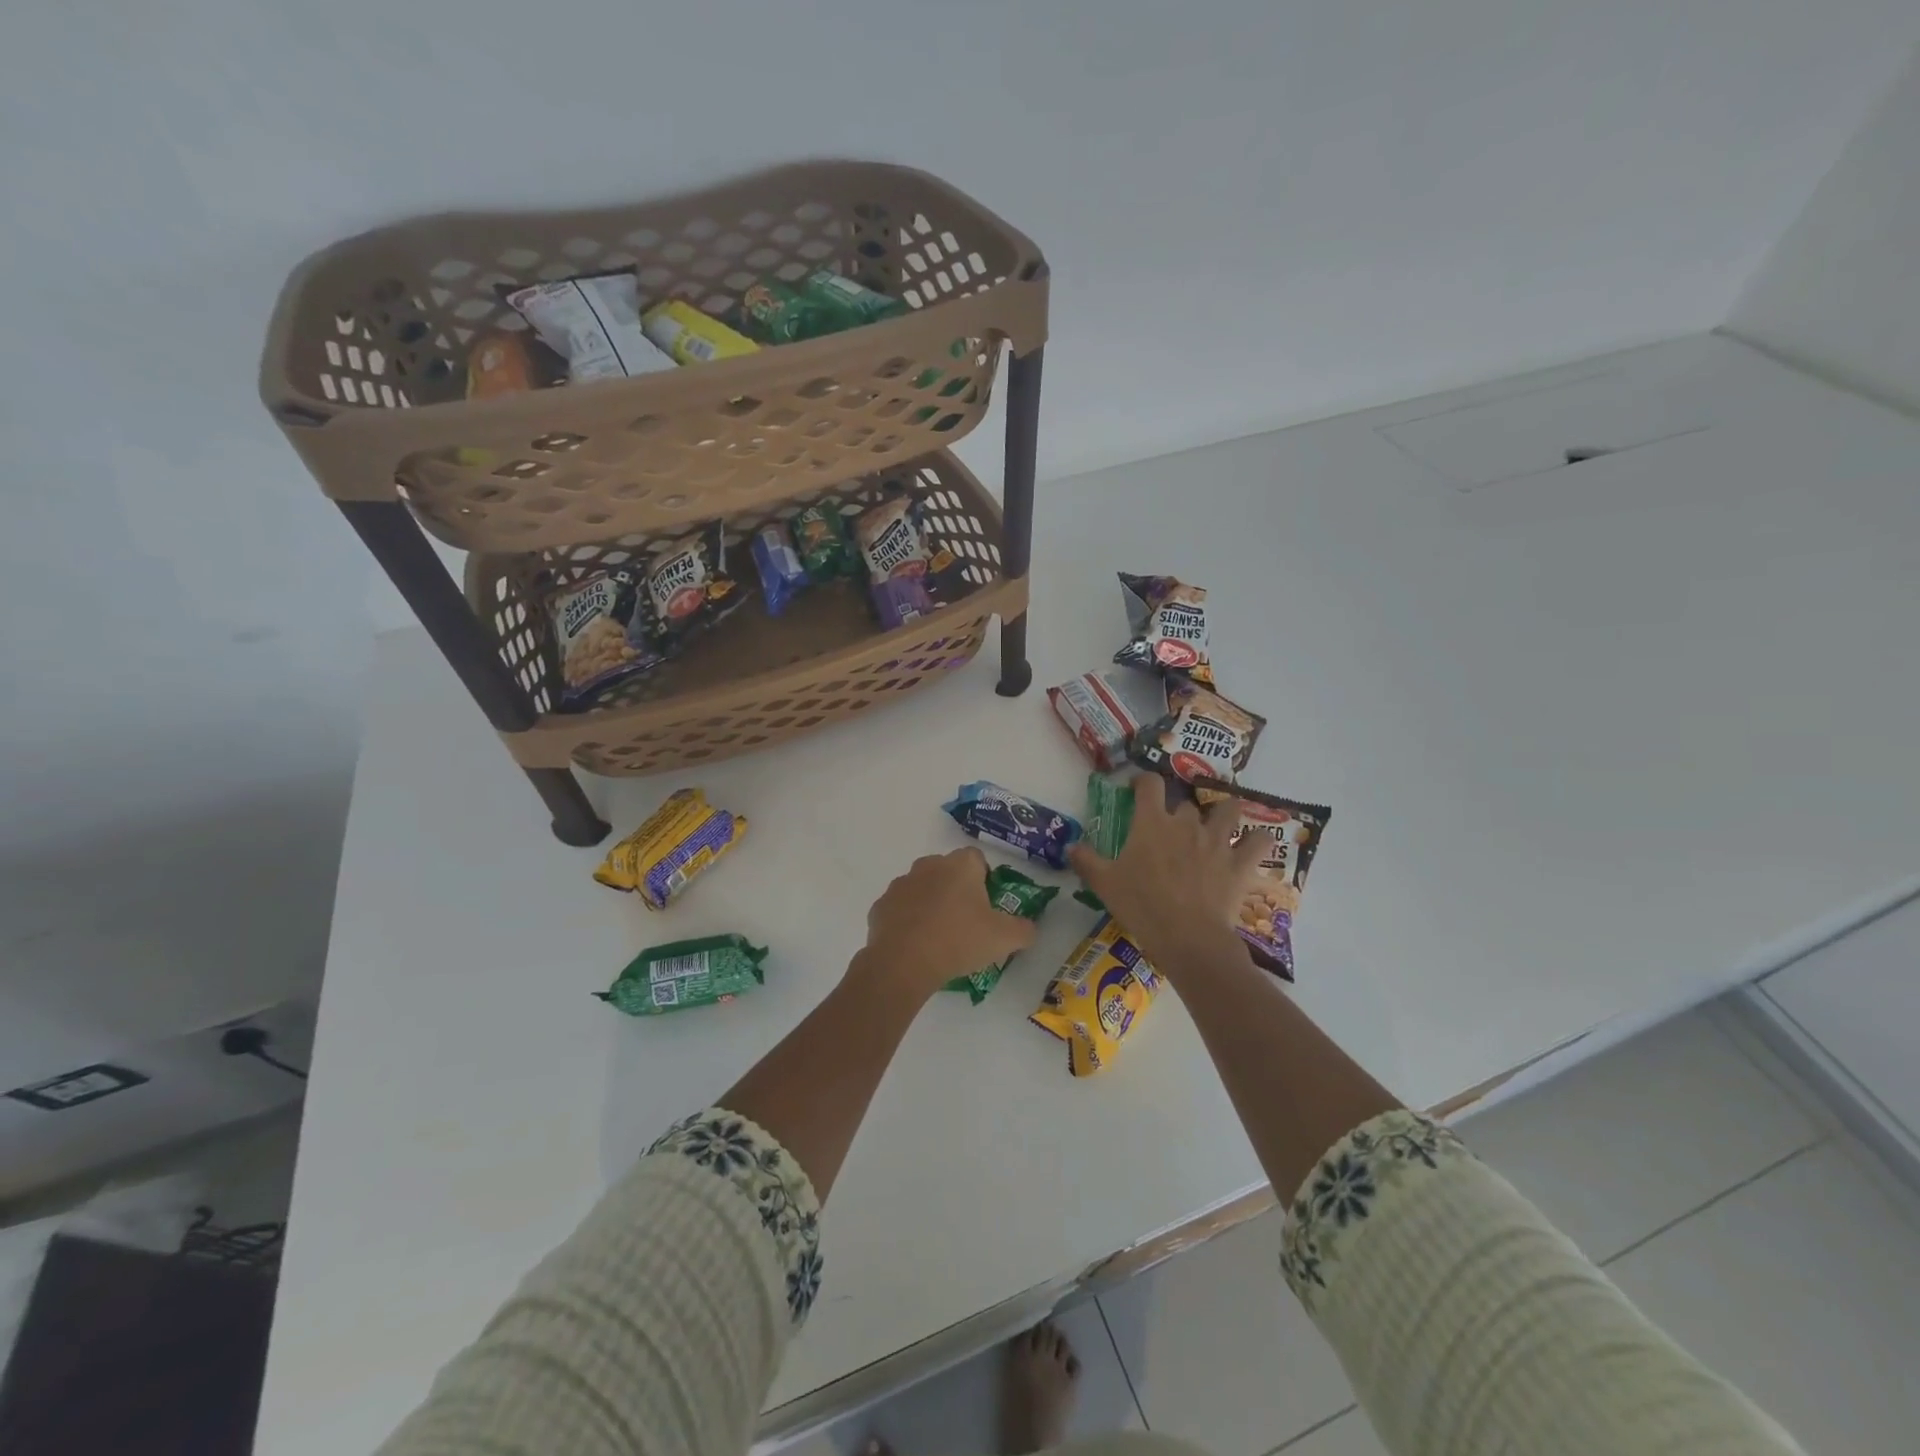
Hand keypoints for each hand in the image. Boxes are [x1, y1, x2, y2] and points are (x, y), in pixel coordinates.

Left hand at [852, 847, 1039, 1006]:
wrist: (904, 963)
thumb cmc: (959, 940)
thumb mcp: (1005, 939)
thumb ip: (1024, 929)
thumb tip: (1028, 928)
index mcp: (960, 865)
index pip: (977, 858)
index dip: (984, 879)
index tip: (987, 906)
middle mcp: (928, 865)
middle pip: (947, 871)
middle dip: (956, 890)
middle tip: (966, 923)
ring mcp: (901, 884)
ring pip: (921, 888)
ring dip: (930, 904)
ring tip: (938, 937)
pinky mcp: (880, 906)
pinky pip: (900, 909)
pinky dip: (907, 921)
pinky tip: (915, 945)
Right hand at [1068, 774, 1262, 979]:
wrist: (1187, 937)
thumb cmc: (1141, 905)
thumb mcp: (1104, 883)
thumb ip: (1086, 860)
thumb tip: (1070, 846)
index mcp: (1152, 822)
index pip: (1149, 784)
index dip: (1143, 781)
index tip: (1137, 790)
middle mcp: (1186, 823)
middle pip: (1186, 804)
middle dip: (1179, 813)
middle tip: (1170, 831)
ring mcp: (1217, 841)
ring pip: (1228, 811)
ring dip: (1224, 814)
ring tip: (1219, 825)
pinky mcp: (1240, 863)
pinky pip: (1260, 842)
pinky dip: (1258, 841)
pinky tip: (1253, 846)